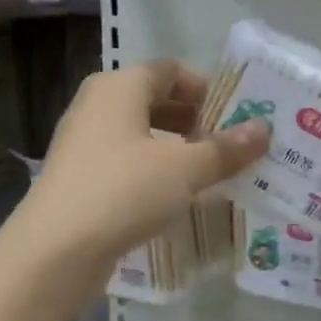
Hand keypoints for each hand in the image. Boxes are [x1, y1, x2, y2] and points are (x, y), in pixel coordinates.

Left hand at [17, 60, 267, 270]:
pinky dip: (157, 173)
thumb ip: (225, 148)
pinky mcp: (83, 181)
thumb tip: (264, 129)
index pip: (170, 71)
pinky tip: (180, 197)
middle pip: (155, 102)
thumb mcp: (184, 168)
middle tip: (234, 145)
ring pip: (142, 136)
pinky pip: (129, 165)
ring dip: (179, 150)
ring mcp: (86, 145)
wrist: (56, 250)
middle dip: (197, 120)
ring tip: (214, 172)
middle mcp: (97, 108)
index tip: (239, 114)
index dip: (207, 88)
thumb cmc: (124, 191)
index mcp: (118, 88)